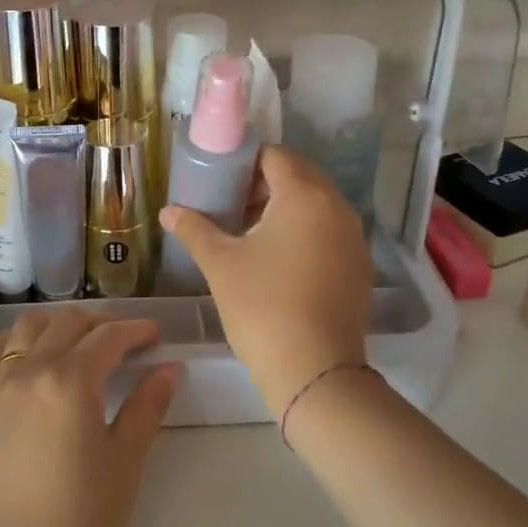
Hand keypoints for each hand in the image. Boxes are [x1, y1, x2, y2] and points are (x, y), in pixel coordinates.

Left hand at [0, 310, 180, 526]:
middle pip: (68, 323)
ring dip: (58, 325)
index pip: (108, 337)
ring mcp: (2, 387)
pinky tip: (33, 354)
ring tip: (81, 343)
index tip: (157, 335)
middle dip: (102, 323)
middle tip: (127, 342)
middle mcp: (31, 371)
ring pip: (28, 328)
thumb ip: (148, 404)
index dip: (136, 330)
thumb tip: (171, 367)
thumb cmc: (87, 515)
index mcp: (70, 381)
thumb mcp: (127, 458)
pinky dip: (15, 342)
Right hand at [160, 146, 372, 413]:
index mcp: (304, 196)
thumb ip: (194, 229)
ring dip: (285, 208)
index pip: (275, 156)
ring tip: (250, 234)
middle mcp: (336, 207)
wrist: (314, 370)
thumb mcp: (221, 264)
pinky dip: (305, 232)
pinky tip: (279, 261)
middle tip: (231, 206)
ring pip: (317, 205)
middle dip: (265, 184)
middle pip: (300, 176)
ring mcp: (354, 238)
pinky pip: (329, 231)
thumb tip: (168, 211)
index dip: (245, 162)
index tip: (220, 181)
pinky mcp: (359, 266)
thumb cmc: (262, 306)